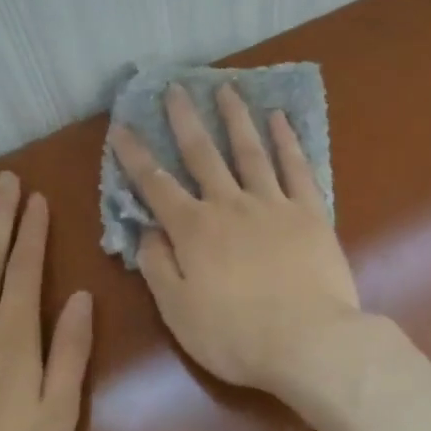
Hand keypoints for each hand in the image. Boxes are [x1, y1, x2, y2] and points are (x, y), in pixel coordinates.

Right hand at [109, 83, 360, 395]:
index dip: (135, 156)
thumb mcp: (178, 311)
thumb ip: (158, 267)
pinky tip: (280, 119)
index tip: (121, 127)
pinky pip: (296, 168)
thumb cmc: (235, 336)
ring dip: (236, 118)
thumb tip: (147, 231)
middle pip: (202, 154)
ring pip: (250, 151)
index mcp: (194, 230)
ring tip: (227, 88)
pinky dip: (286, 141)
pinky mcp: (310, 212)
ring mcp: (273, 204)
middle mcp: (230, 205)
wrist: (309, 342)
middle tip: (175, 88)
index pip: (155, 185)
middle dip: (185, 120)